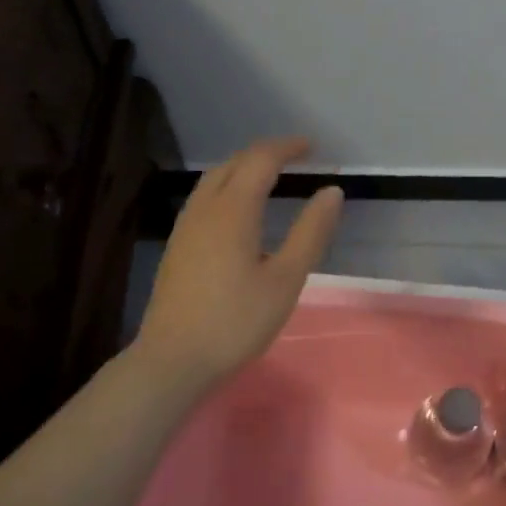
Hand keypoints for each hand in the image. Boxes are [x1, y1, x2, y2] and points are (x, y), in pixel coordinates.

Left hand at [134, 137, 343, 389]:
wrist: (173, 359)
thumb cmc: (236, 321)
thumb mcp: (286, 279)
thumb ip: (311, 232)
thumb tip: (332, 191)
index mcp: (233, 210)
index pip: (261, 160)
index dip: (287, 148)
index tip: (313, 147)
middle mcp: (204, 208)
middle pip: (233, 163)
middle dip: (265, 152)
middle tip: (295, 156)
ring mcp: (185, 226)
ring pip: (213, 179)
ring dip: (243, 167)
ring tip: (269, 174)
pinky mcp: (178, 245)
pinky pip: (204, 197)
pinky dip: (228, 185)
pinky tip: (239, 209)